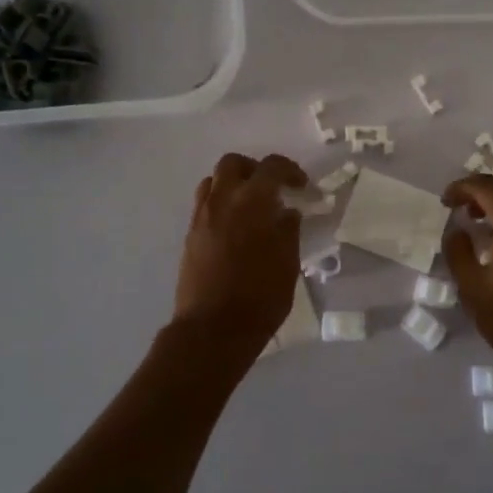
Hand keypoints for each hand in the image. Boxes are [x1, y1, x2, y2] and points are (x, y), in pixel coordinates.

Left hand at [174, 153, 308, 344]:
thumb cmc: (260, 296)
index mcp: (251, 202)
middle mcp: (222, 201)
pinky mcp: (190, 237)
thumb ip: (288, 230)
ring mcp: (201, 218)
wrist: (213, 329)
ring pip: (213, 182)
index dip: (289, 170)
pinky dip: (222, 205)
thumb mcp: (288, 262)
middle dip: (254, 169)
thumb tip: (287, 212)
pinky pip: (204, 206)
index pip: (271, 167)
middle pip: (233, 164)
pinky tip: (236, 229)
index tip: (302, 186)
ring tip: (251, 207)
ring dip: (233, 185)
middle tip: (272, 189)